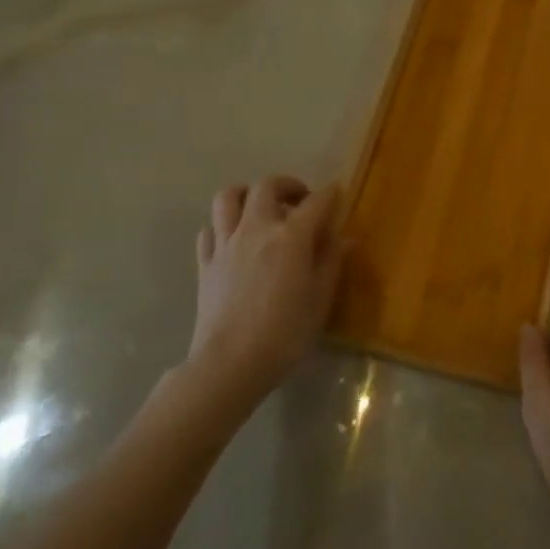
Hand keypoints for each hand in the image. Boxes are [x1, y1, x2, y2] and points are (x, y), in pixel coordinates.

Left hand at [190, 177, 345, 397]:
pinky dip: (223, 226)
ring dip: (247, 194)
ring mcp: (226, 243)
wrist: (230, 363)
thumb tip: (345, 238)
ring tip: (261, 208)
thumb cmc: (285, 333)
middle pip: (267, 186)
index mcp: (291, 236)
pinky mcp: (205, 263)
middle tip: (300, 200)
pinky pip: (210, 230)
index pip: (316, 202)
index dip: (330, 194)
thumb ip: (332, 262)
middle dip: (287, 185)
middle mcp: (256, 228)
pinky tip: (234, 240)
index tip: (338, 193)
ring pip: (228, 197)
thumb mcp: (320, 299)